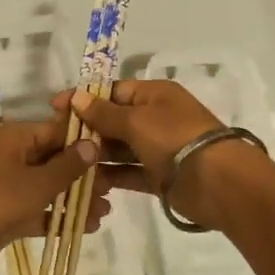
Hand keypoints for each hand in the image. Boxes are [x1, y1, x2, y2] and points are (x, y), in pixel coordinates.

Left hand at [0, 117, 105, 274]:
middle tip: (114, 189)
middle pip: (56, 158)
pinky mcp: (7, 211)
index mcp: (16, 138)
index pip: (58, 131)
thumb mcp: (36, 184)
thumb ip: (67, 166)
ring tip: (105, 212)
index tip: (116, 154)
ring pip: (49, 186)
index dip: (87, 141)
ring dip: (75, 197)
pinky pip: (39, 208)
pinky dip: (58, 216)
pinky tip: (86, 227)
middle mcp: (13, 156)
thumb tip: (93, 144)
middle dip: (84, 174)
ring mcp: (9, 184)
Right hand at [62, 79, 270, 232]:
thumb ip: (104, 112)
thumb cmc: (175, 139)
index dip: (84, 99)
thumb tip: (77, 97)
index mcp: (154, 94)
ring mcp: (157, 148)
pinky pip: (128, 172)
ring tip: (66, 163)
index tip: (55, 108)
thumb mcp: (136, 120)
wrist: (219, 183)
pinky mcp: (158, 176)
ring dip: (96, 154)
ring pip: (119, 148)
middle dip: (87, 129)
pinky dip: (110, 175)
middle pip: (113, 120)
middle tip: (56, 141)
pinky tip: (86, 180)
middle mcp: (155, 117)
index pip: (112, 91)